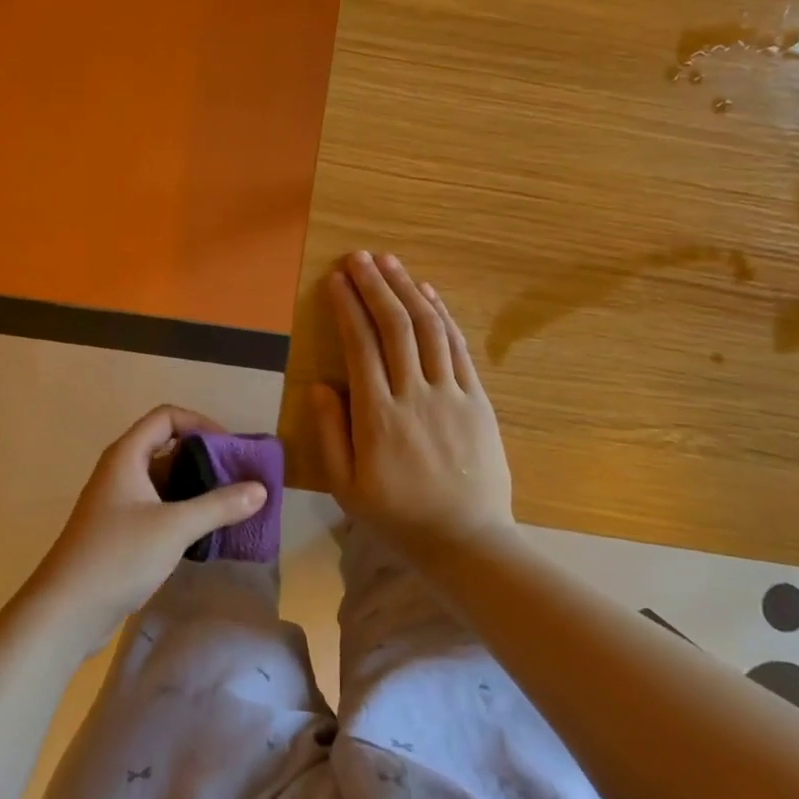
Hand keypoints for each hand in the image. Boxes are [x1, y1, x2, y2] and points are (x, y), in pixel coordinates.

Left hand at [28, 405, 267, 654]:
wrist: (65, 611)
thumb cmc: (118, 556)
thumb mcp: (175, 527)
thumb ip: (219, 506)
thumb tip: (261, 489)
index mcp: (127, 456)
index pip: (166, 417)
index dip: (200, 423)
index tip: (230, 448)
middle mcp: (120, 471)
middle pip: (166, 447)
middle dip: (204, 458)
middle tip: (238, 478)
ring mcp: (118, 503)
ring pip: (163, 481)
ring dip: (196, 488)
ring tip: (231, 505)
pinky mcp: (119, 532)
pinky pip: (157, 508)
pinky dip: (182, 512)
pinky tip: (206, 532)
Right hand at [311, 251, 515, 555]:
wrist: (468, 541)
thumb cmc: (398, 517)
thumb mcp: (346, 487)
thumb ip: (330, 433)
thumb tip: (320, 384)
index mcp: (379, 416)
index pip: (361, 345)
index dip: (348, 307)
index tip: (336, 280)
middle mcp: (415, 395)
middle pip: (395, 326)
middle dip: (375, 286)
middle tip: (358, 257)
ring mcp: (452, 394)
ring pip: (429, 328)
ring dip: (407, 290)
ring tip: (389, 262)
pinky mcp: (478, 400)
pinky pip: (458, 348)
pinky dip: (442, 315)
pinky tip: (427, 293)